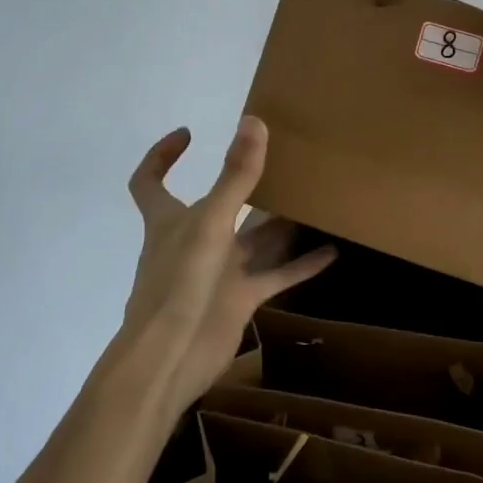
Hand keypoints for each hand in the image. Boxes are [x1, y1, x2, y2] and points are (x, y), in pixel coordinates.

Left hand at [122, 116, 335, 415]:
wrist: (171, 359)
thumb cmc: (178, 283)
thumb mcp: (210, 222)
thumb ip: (235, 177)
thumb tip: (253, 123)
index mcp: (170, 220)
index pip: (150, 181)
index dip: (162, 156)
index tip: (189, 134)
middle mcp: (194, 240)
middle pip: (219, 205)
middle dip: (244, 184)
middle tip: (282, 159)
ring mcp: (218, 271)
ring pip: (254, 240)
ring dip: (280, 223)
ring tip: (315, 199)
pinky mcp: (239, 299)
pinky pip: (275, 275)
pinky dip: (302, 264)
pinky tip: (332, 250)